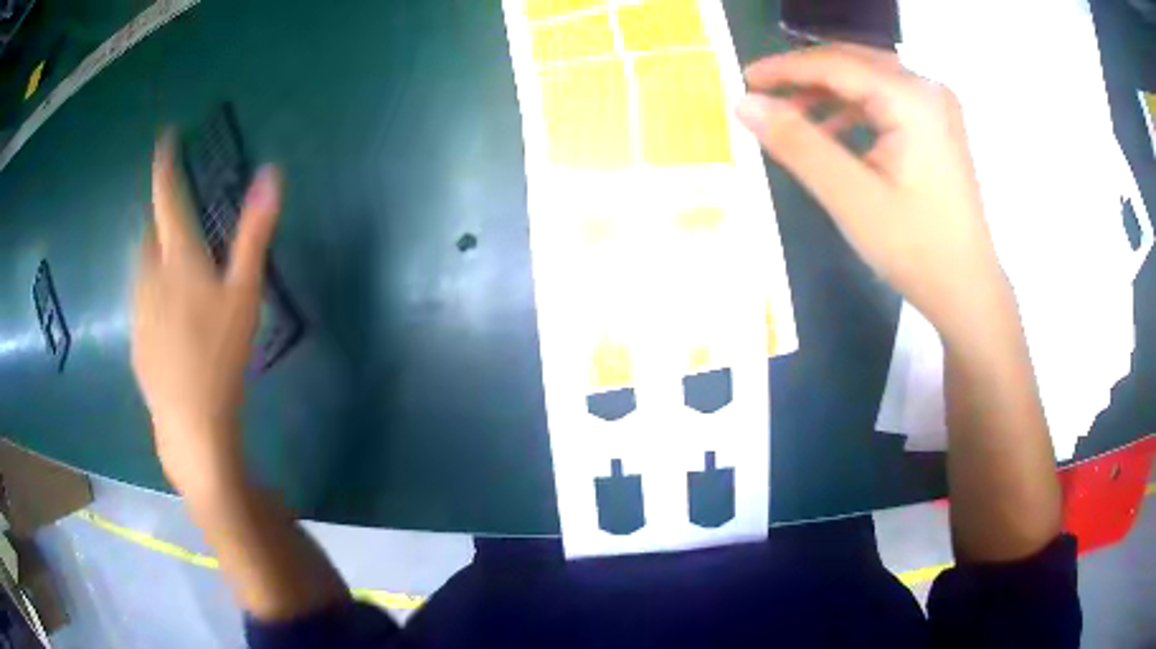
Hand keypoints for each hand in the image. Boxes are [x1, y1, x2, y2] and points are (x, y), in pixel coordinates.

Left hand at [131, 134, 281, 496]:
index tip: (164, 137)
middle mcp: (149, 274)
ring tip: (177, 271)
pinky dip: (153, 293)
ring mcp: (138, 309)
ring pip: (143, 268)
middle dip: (161, 218)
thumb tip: (271, 174)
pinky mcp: (136, 339)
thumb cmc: (220, 354)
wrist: (190, 422)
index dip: (165, 164)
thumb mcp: (245, 292)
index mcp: (177, 256)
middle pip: (150, 233)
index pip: (166, 196)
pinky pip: (142, 300)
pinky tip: (171, 319)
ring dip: (156, 257)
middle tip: (181, 222)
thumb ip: (255, 232)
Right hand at [736, 44, 1008, 343]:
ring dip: (828, 91)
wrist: (967, 290)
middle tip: (763, 91)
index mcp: (911, 99)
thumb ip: (797, 143)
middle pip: (854, 63)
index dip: (786, 67)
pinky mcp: (937, 127)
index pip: (837, 65)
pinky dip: (853, 109)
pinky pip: (886, 101)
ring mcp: (936, 108)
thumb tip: (745, 104)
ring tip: (791, 114)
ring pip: (869, 80)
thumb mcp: (851, 197)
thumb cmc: (916, 249)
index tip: (744, 78)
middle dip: (806, 74)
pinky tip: (831, 130)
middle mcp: (927, 90)